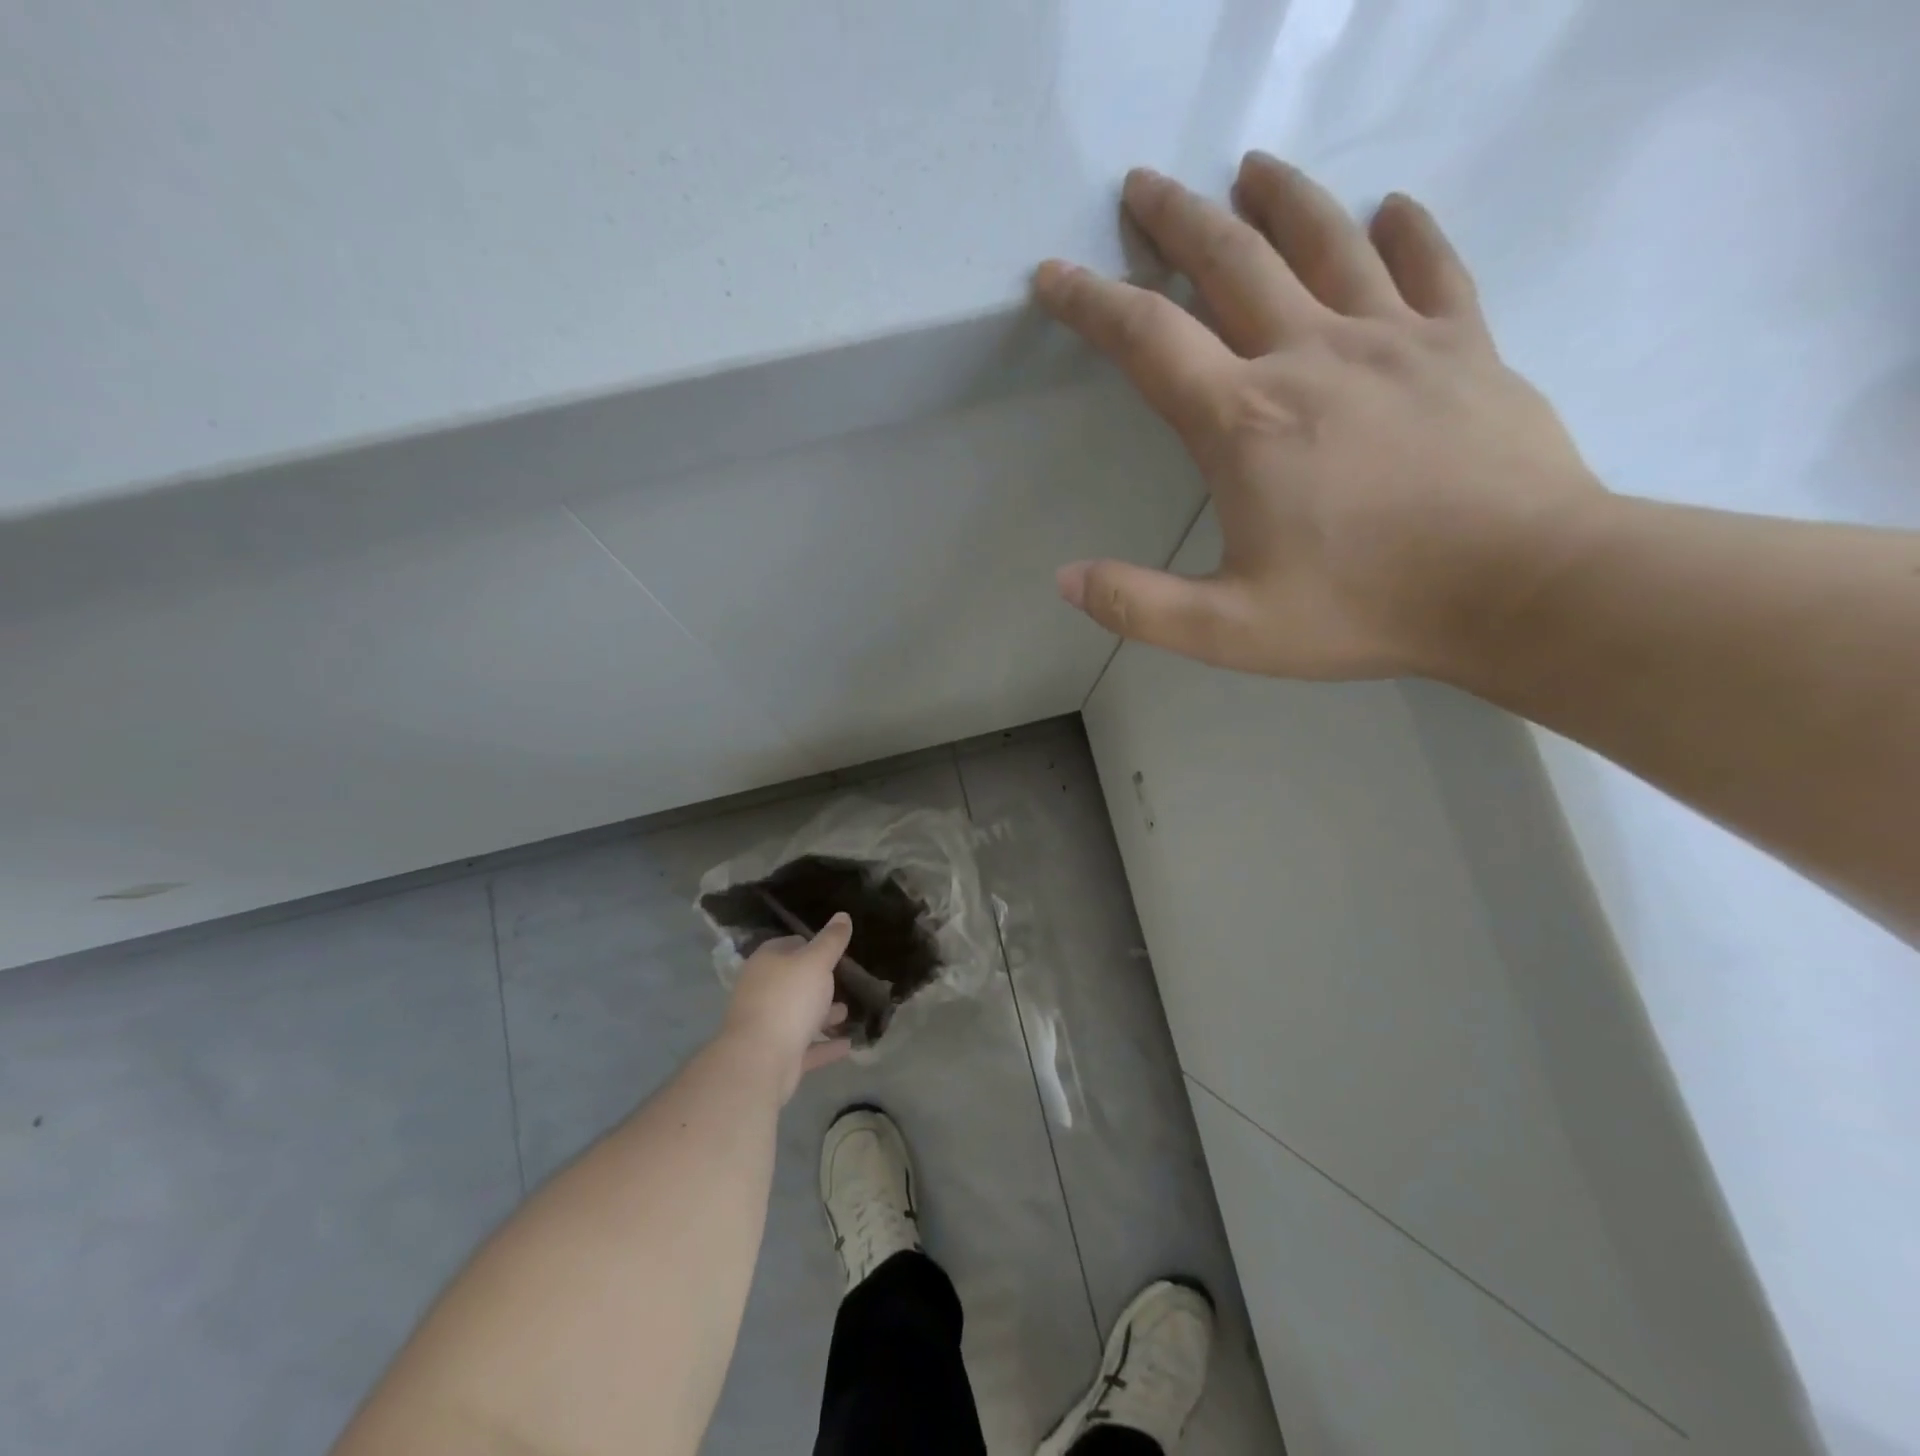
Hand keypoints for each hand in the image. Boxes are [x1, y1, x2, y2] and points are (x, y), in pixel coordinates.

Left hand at [719, 913, 853, 1100]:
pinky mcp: (776, 1054)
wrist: (760, 1061)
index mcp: (766, 962)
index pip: (790, 944)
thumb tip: (843, 915)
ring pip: (799, 1014)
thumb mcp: (816, 962)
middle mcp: (762, 990)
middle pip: (794, 981)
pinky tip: (848, 1044)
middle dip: (820, 982)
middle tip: (847, 981)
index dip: (813, 945)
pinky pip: (806, 1045)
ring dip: (823, 1014)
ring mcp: (767, 1024)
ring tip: (849, 1012)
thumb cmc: (788, 999)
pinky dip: (825, 1044)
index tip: (837, 950)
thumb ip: (831, 940)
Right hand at [1034, 151, 1605, 681]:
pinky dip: (1405, 230)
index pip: (1147, 339)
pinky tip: (1390, 208)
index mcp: (1245, 421)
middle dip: (1176, 219)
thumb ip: (1139, 606)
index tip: (1053, 273)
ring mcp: (1394, 339)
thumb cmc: (1365, 608)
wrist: (1521, 586)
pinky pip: (1430, 266)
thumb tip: (1066, 580)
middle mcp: (1310, 356)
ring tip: (1250, 168)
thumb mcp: (1229, 631)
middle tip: (1143, 183)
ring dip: (1279, 198)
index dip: (1090, 302)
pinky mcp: (1464, 345)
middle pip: (1230, 261)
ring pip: (1326, 240)